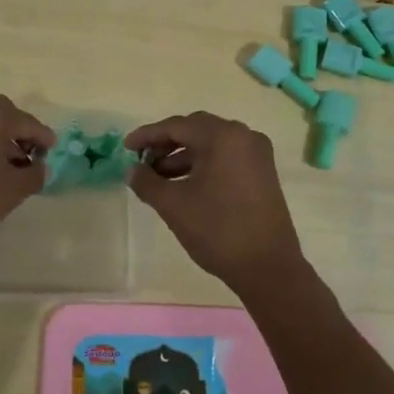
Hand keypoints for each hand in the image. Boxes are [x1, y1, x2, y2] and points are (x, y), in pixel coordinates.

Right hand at [125, 112, 306, 289]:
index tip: (126, 148)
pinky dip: (202, 165)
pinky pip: (225, 157)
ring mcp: (257, 154)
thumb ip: (146, 182)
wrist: (268, 267)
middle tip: (142, 161)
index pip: (176, 126)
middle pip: (195, 130)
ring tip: (158, 178)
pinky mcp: (262, 172)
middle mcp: (243, 136)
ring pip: (211, 145)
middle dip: (165, 144)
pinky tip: (184, 185)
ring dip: (183, 156)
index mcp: (223, 136)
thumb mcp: (173, 205)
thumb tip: (132, 170)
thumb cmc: (218, 230)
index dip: (147, 135)